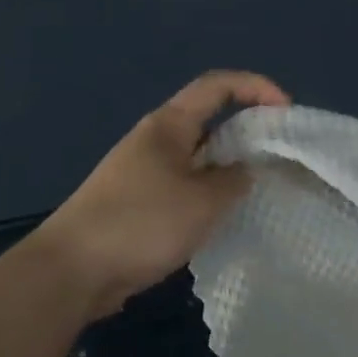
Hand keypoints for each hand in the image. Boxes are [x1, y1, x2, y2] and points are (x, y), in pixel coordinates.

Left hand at [33, 71, 289, 316]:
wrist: (71, 270)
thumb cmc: (141, 223)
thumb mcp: (203, 202)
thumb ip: (235, 179)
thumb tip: (245, 171)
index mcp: (169, 124)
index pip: (218, 85)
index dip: (256, 87)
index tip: (286, 110)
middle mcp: (156, 139)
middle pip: (210, 119)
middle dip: (248, 130)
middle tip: (280, 155)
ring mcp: (144, 171)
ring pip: (199, 157)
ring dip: (229, 166)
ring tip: (259, 189)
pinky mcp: (138, 201)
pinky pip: (185, 185)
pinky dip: (209, 193)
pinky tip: (223, 217)